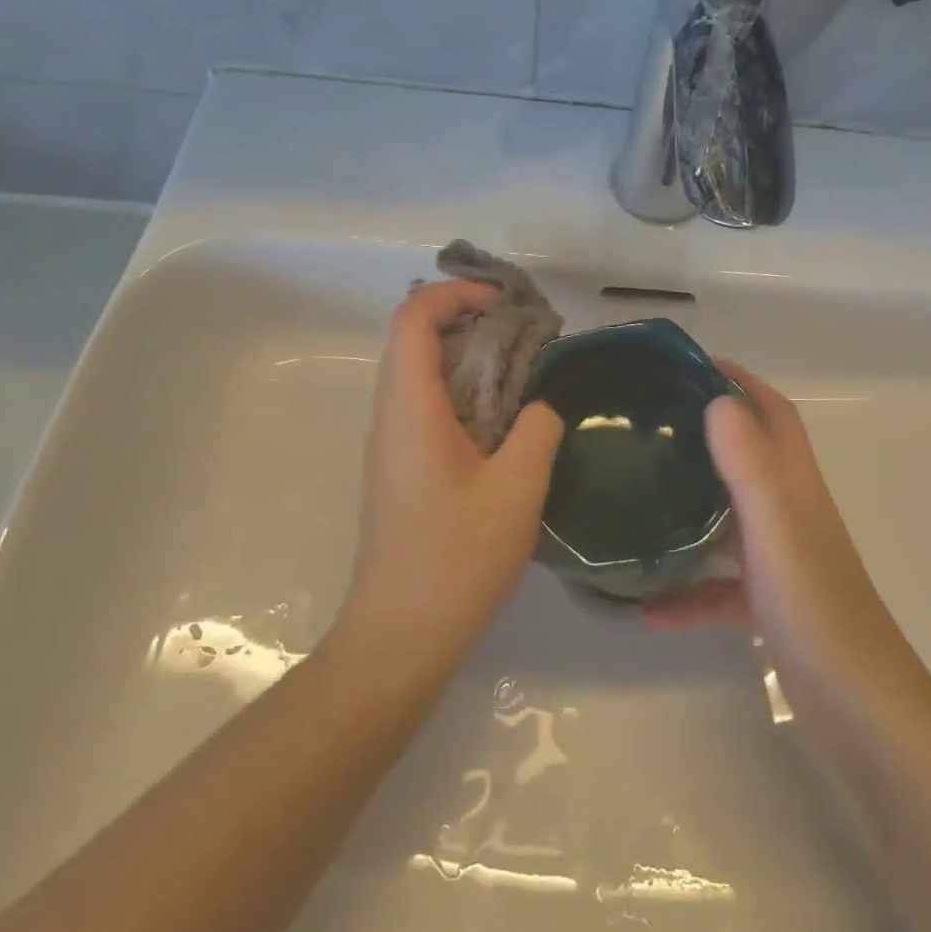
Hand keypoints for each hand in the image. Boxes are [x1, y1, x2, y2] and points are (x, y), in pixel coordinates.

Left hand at [337, 280, 565, 664]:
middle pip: (414, 340)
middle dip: (468, 320)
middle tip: (524, 334)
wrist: (400, 637)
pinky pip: (425, 408)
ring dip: (466, 358)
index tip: (504, 301)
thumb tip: (541, 407)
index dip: (455, 294)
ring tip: (522, 371)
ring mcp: (390, 446)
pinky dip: (462, 393)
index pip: (414, 319)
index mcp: (410, 409)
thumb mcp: (516, 490)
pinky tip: (504, 421)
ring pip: (420, 374)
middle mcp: (390, 417)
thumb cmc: (457, 559)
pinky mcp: (400, 471)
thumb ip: (536, 431)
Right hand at [649, 360, 923, 710]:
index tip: (690, 366)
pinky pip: (719, 586)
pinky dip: (687, 591)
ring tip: (638, 495)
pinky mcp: (769, 605)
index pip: (772, 414)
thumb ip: (749, 464)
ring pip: (730, 518)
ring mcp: (781, 561)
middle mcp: (790, 514)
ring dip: (691, 506)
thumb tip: (718, 399)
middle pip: (748, 457)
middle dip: (706, 432)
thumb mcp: (775, 529)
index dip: (740, 381)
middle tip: (649, 424)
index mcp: (795, 487)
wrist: (860, 711)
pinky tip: (648, 608)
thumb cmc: (816, 610)